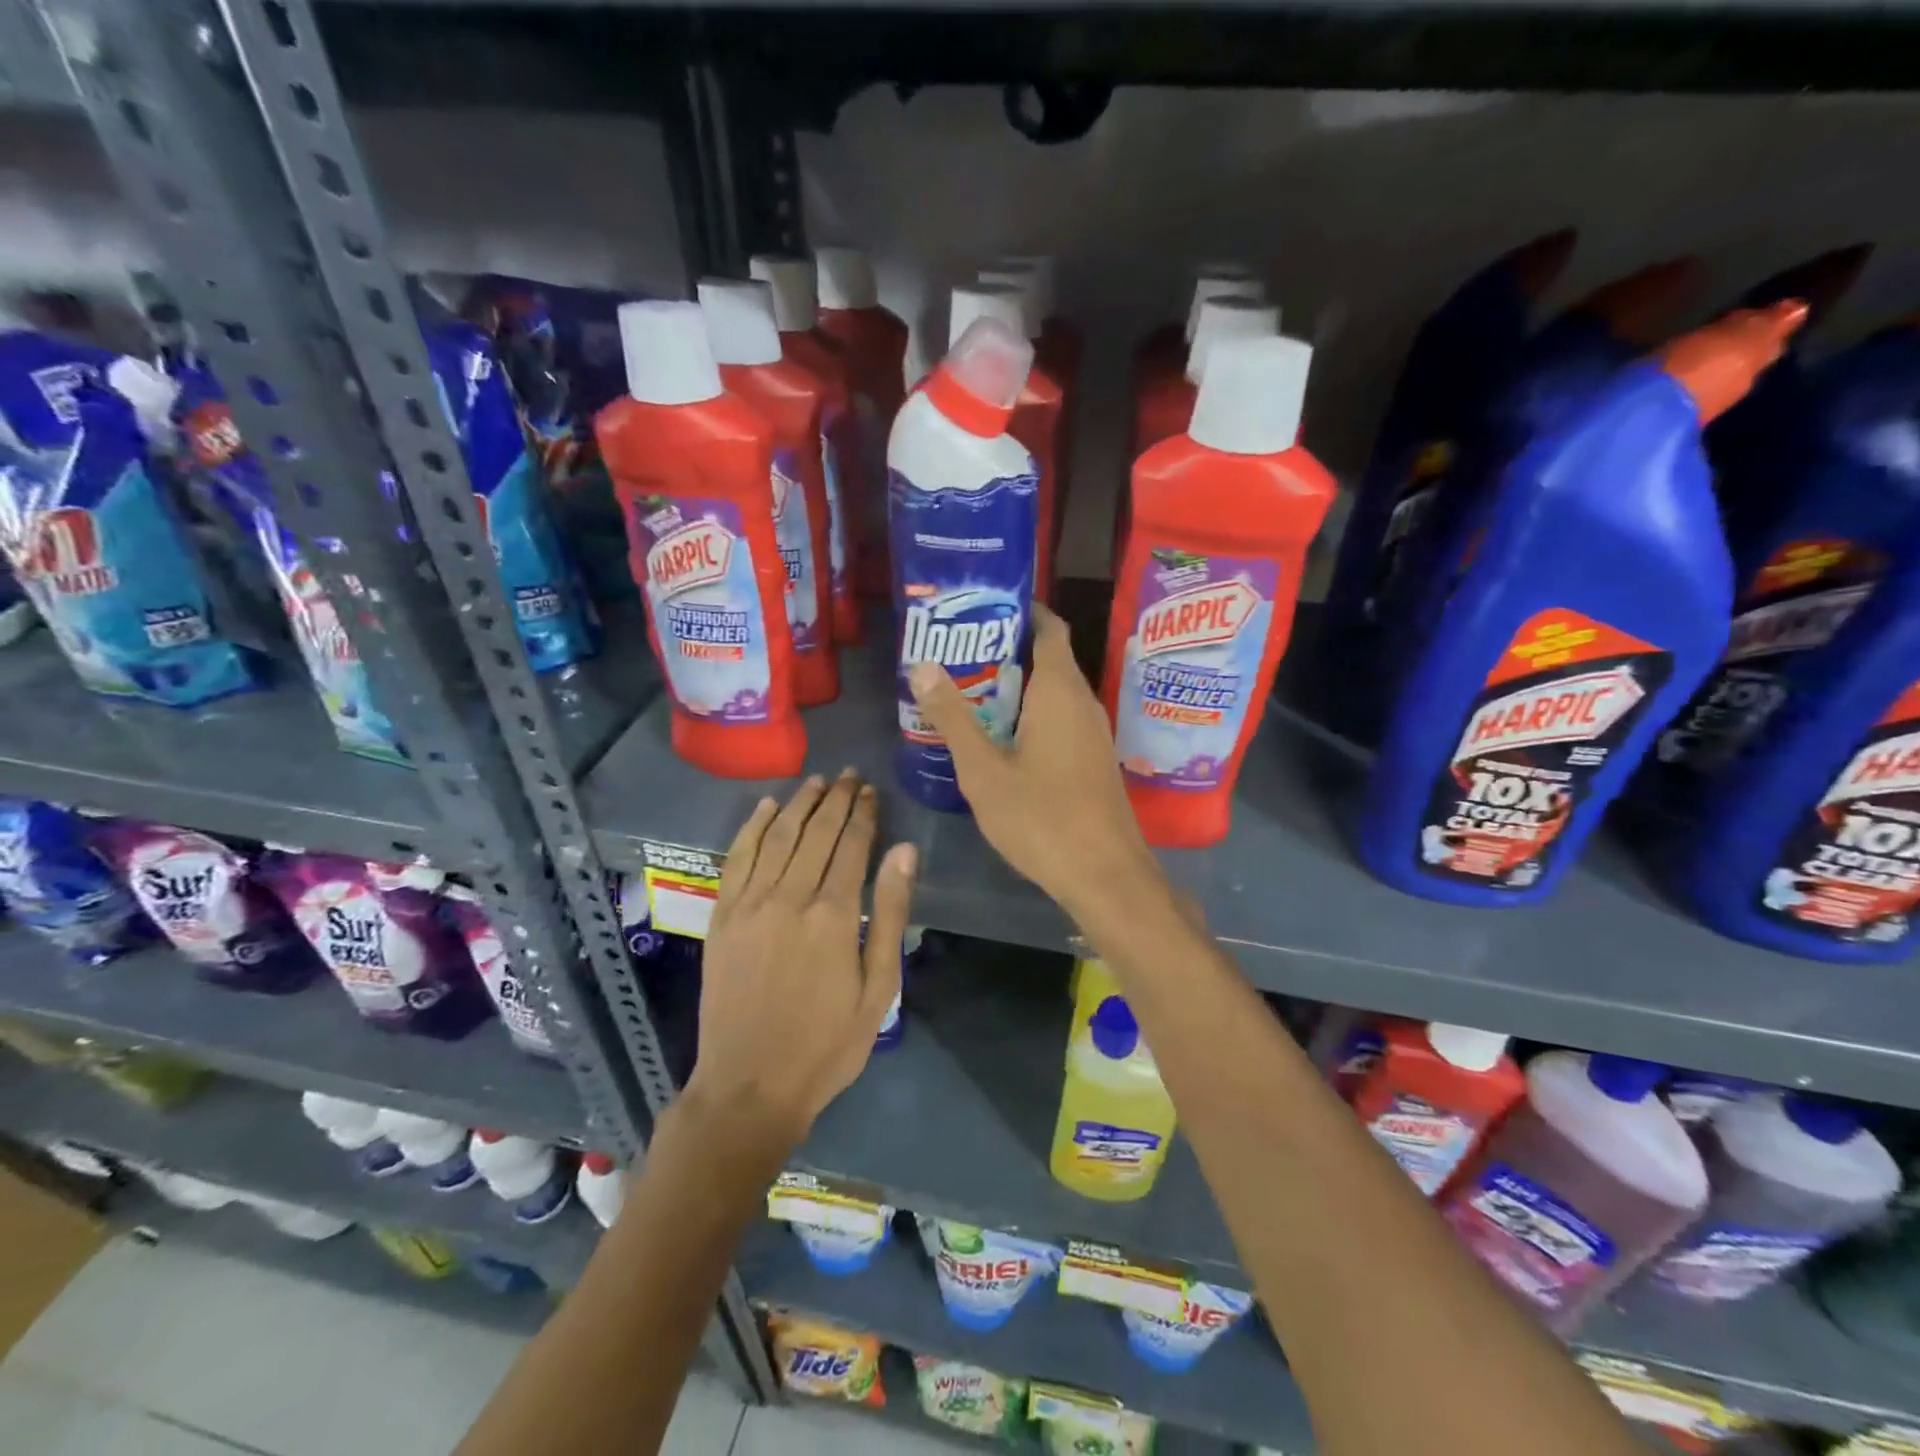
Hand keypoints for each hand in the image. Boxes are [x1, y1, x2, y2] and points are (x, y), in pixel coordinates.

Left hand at [684, 771, 917, 1152]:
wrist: (749, 1086)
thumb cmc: (827, 1044)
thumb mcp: (878, 988)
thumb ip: (889, 914)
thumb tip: (904, 851)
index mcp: (833, 914)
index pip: (851, 846)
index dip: (863, 814)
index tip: (871, 791)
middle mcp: (789, 896)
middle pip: (816, 833)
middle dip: (836, 800)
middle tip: (849, 775)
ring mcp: (749, 904)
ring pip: (777, 836)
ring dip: (799, 804)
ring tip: (817, 782)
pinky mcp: (722, 917)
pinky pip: (738, 858)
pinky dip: (753, 827)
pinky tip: (766, 807)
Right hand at [908, 602, 1159, 916]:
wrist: (1106, 875)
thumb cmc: (1042, 818)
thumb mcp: (984, 770)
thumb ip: (953, 718)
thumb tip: (923, 666)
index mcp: (1059, 690)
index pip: (1048, 627)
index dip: (1018, 610)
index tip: (978, 608)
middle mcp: (1083, 701)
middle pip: (1047, 657)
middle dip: (1004, 650)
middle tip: (956, 653)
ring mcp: (1092, 732)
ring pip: (1052, 692)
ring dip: (1015, 687)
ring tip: (967, 691)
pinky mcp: (1093, 758)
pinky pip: (1059, 719)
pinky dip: (1030, 714)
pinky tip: (998, 736)